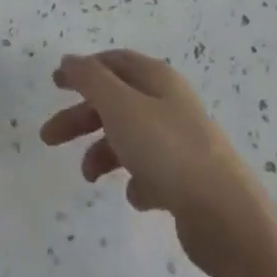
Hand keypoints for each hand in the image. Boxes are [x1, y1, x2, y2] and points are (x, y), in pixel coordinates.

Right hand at [41, 50, 276, 276]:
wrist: (227, 216)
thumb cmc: (168, 150)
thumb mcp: (120, 105)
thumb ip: (90, 79)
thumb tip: (69, 60)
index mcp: (156, 78)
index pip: (113, 62)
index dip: (82, 70)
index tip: (55, 83)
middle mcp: (169, 104)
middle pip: (116, 101)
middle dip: (82, 116)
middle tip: (49, 137)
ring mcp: (181, 142)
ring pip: (130, 137)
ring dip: (104, 152)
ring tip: (89, 177)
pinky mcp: (189, 180)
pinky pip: (152, 172)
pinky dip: (136, 180)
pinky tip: (135, 196)